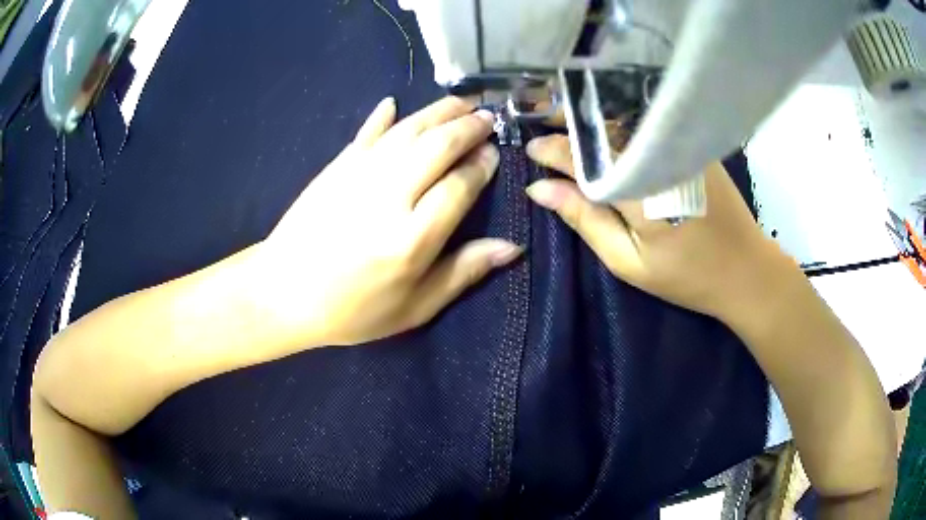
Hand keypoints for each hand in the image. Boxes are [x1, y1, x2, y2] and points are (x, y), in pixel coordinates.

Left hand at [252, 97, 521, 345]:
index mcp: (412, 239)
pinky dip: (383, 116)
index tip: (495, 152)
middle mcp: (389, 197)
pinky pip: (366, 133)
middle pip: (438, 146)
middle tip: (487, 117)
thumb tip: (512, 248)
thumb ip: (463, 272)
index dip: (481, 165)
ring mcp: (359, 175)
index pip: (460, 186)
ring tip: (460, 102)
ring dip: (437, 112)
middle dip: (468, 127)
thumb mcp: (415, 307)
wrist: (284, 293)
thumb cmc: (353, 310)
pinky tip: (394, 102)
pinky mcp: (335, 167)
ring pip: (407, 131)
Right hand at [525, 134, 793, 319]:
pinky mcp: (693, 145)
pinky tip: (610, 133)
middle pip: (603, 130)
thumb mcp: (628, 261)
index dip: (552, 150)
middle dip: (569, 125)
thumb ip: (585, 220)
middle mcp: (658, 155)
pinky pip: (649, 128)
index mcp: (638, 188)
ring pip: (625, 124)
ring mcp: (679, 146)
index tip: (529, 150)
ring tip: (569, 128)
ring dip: (594, 124)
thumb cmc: (687, 275)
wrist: (746, 269)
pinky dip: (622, 127)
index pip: (582, 157)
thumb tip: (541, 191)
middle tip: (542, 126)